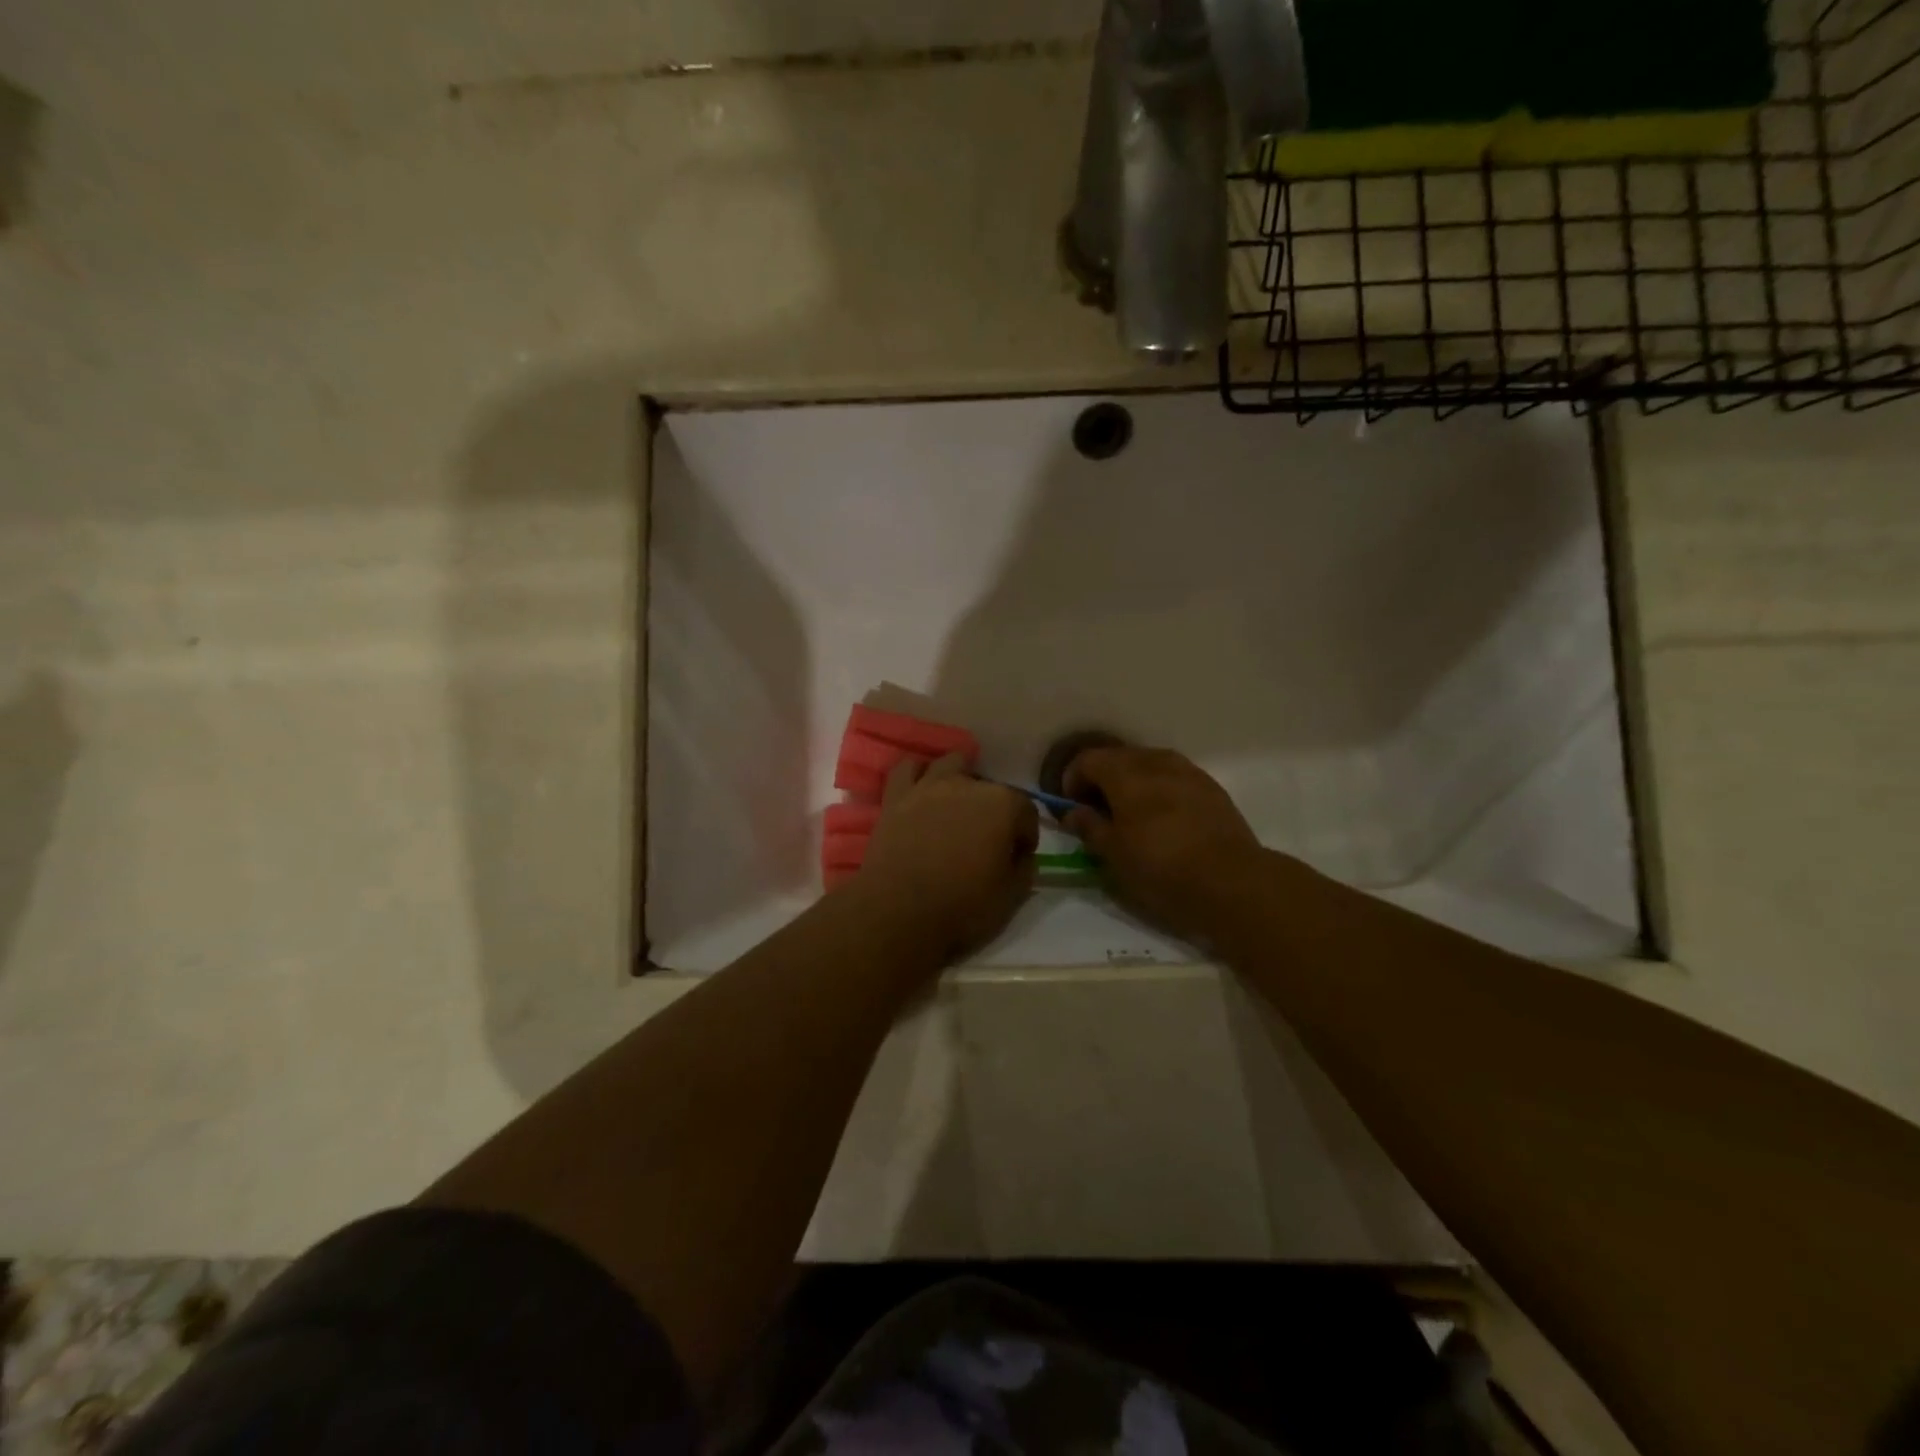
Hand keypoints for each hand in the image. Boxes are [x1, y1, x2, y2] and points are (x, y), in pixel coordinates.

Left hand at [854, 756, 1038, 960]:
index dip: (1025, 835)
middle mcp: (967, 785)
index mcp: (1002, 805)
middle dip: (994, 810)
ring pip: (951, 764)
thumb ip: (1025, 869)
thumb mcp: (1011, 897)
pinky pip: (907, 769)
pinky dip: (918, 776)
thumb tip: (1020, 855)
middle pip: (990, 787)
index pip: (1026, 810)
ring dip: (960, 780)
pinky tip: (921, 792)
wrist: (898, 913)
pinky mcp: (895, 797)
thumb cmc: (961, 907)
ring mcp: (928, 787)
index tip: (1018, 856)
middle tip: (986, 840)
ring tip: (957, 807)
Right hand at [1063, 746, 1265, 943]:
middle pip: (1118, 757)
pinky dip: (1160, 789)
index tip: (1071, 807)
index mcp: (1125, 773)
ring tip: (1132, 815)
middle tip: (1097, 812)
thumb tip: (1072, 812)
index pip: (1087, 760)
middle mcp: (1155, 761)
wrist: (1232, 881)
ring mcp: (1188, 771)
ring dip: (1132, 782)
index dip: (1072, 780)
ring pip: (1149, 765)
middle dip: (1102, 779)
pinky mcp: (1211, 788)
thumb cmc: (1161, 867)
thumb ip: (1089, 826)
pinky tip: (1164, 819)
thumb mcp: (1113, 854)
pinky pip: (1174, 778)